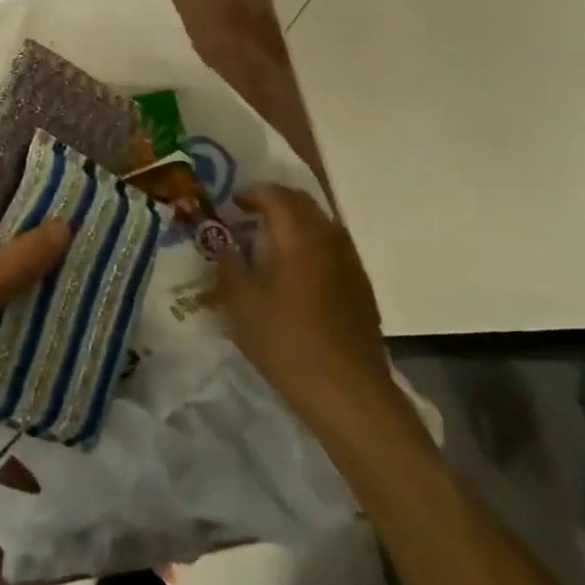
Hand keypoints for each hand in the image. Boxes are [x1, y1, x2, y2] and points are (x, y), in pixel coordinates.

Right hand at [216, 185, 394, 431]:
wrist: (348, 391)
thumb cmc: (287, 342)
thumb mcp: (242, 305)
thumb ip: (228, 266)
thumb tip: (224, 244)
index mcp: (298, 236)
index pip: (276, 196)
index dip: (252, 194)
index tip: (233, 203)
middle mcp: (328, 238)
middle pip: (302, 203)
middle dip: (275, 202)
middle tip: (250, 215)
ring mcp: (350, 261)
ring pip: (321, 223)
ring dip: (295, 222)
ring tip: (271, 242)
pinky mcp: (361, 285)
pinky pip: (333, 246)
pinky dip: (312, 243)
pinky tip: (298, 272)